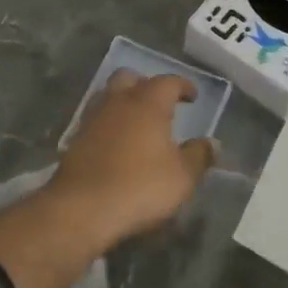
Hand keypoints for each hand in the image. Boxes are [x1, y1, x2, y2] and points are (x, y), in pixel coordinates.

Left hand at [50, 70, 215, 249]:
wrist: (83, 208)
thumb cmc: (141, 186)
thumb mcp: (182, 176)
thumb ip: (199, 156)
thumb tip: (212, 143)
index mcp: (148, 103)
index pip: (168, 81)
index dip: (183, 85)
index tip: (192, 96)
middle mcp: (118, 102)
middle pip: (129, 78)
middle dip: (145, 84)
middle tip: (159, 102)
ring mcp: (92, 119)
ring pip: (108, 96)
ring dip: (123, 102)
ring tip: (137, 122)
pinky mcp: (75, 140)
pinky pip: (95, 120)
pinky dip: (108, 124)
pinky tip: (116, 143)